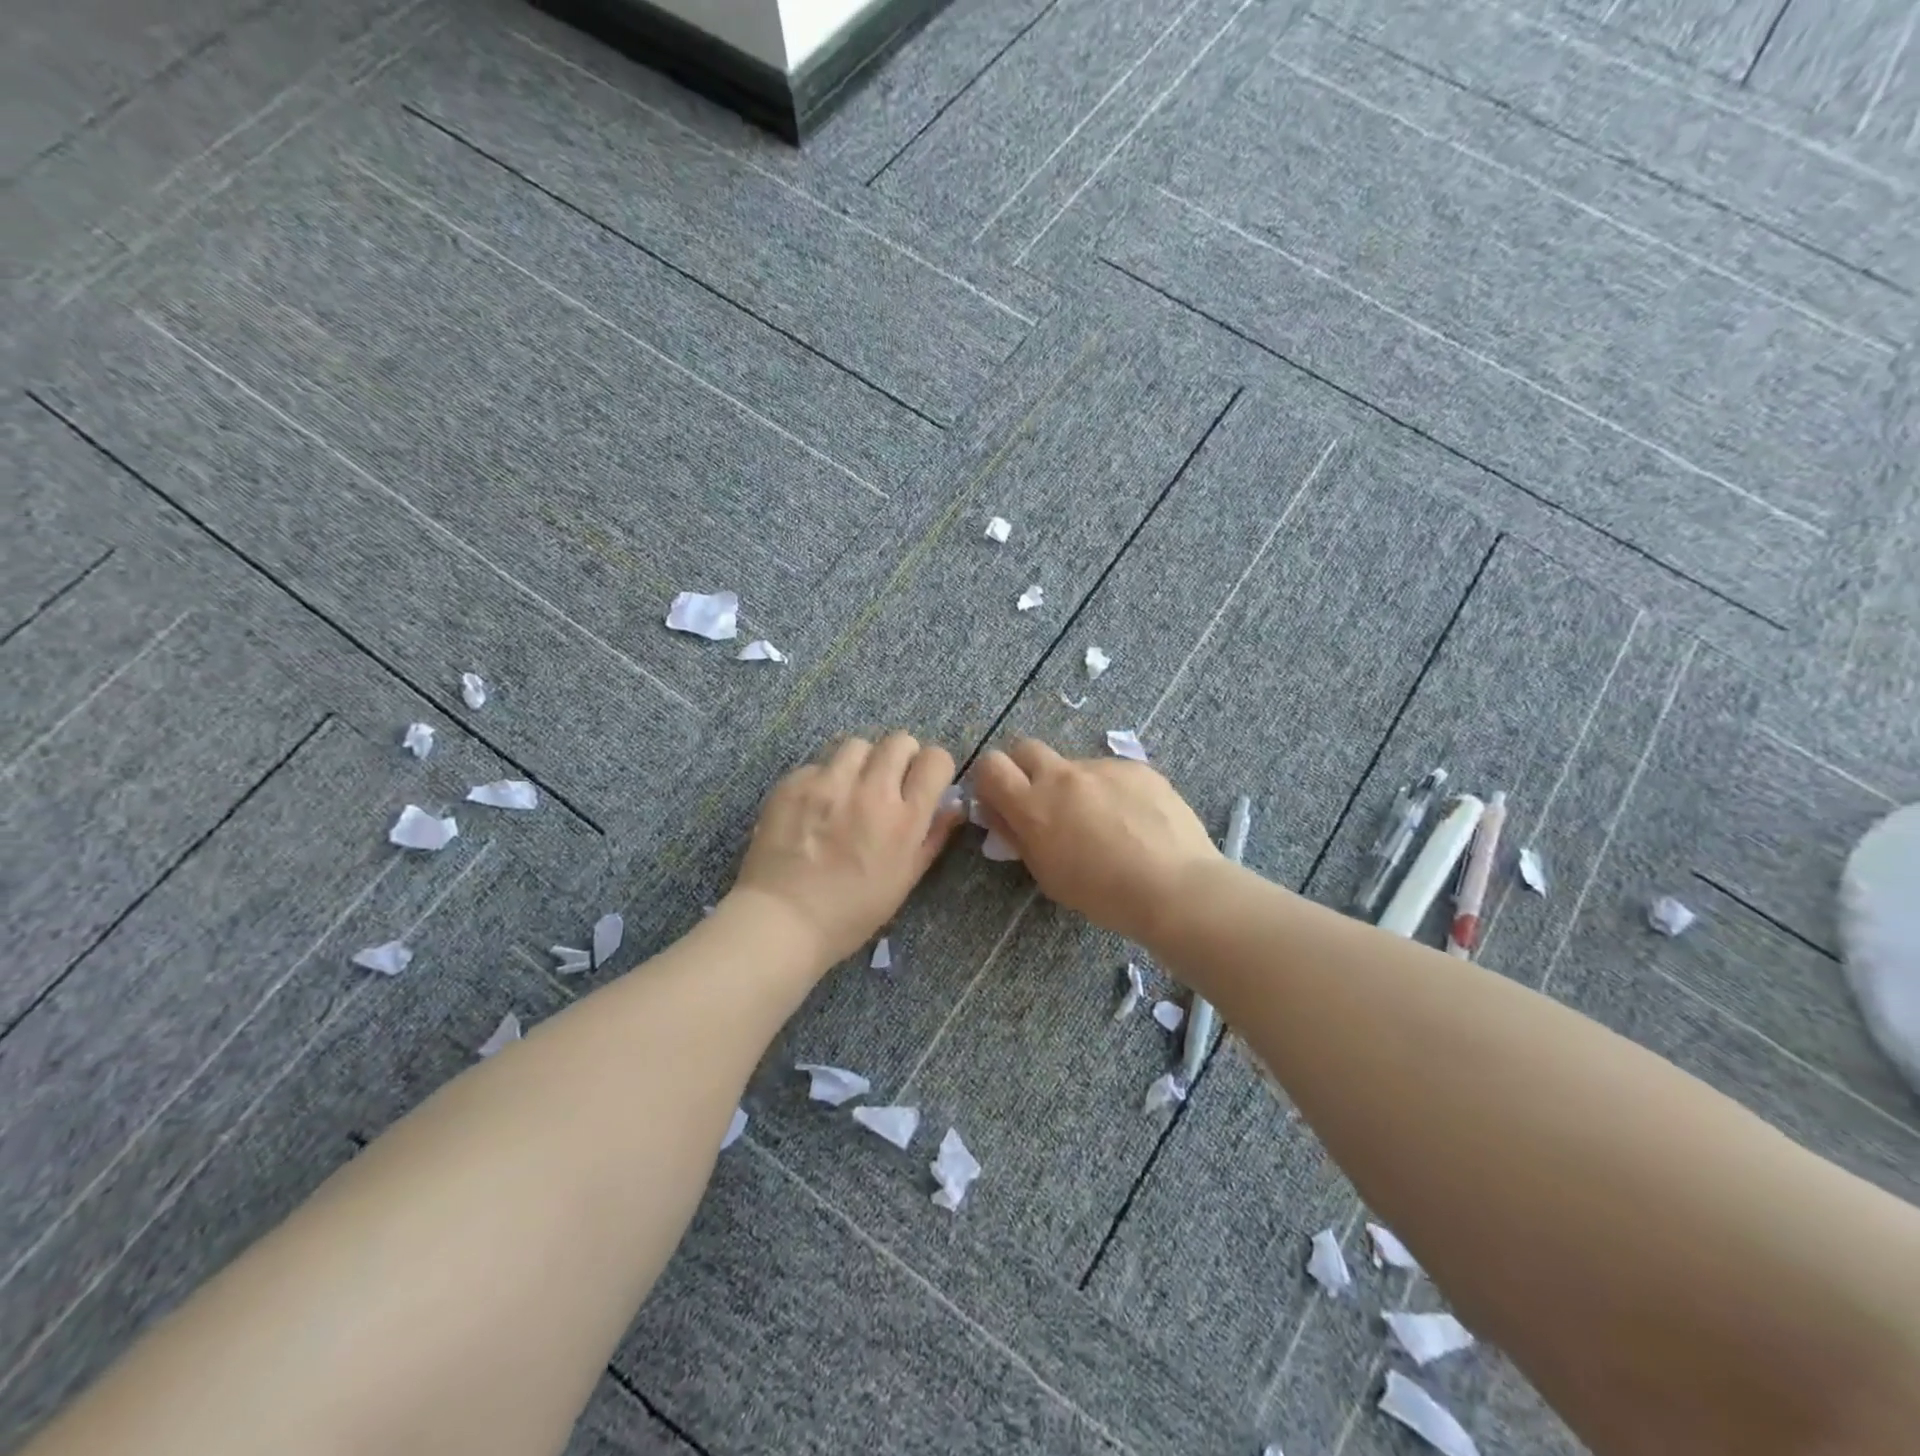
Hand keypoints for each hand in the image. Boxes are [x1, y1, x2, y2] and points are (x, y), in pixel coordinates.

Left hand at [731, 733, 963, 966]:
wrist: (783, 920)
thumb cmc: (852, 912)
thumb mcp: (905, 880)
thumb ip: (933, 836)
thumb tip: (954, 805)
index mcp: (904, 819)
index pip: (935, 760)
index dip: (933, 767)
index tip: (924, 781)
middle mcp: (870, 791)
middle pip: (898, 741)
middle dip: (901, 756)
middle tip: (889, 781)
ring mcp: (829, 783)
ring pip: (857, 744)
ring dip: (861, 762)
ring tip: (850, 787)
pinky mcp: (794, 783)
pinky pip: (818, 764)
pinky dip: (823, 778)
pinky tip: (815, 805)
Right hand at [972, 737, 1218, 944]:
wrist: (1174, 886)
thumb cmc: (1102, 894)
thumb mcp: (1047, 875)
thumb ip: (1020, 837)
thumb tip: (1002, 814)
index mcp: (1033, 804)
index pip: (991, 765)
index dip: (991, 779)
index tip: (1001, 799)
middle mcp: (1062, 775)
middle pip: (1026, 747)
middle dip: (1026, 769)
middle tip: (1044, 803)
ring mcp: (1102, 767)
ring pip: (1074, 765)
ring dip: (1075, 785)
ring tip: (1104, 822)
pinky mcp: (1136, 767)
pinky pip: (1111, 773)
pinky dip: (1112, 790)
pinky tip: (1134, 820)